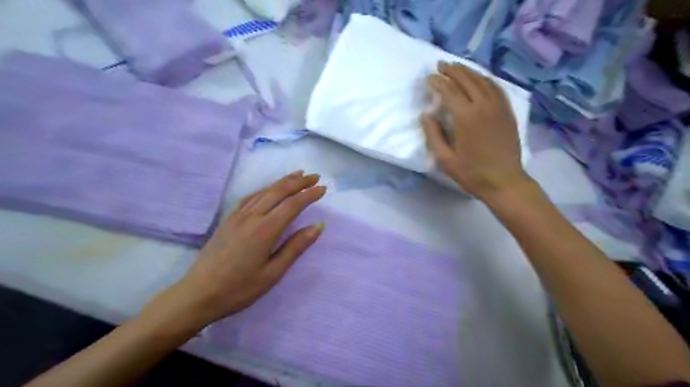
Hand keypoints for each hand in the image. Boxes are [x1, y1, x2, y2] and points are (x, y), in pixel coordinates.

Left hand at [143, 171, 326, 328]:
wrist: (197, 295)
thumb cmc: (240, 289)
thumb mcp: (273, 273)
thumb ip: (296, 247)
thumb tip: (318, 226)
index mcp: (265, 230)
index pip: (292, 205)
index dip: (309, 195)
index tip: (323, 188)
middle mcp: (251, 217)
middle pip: (278, 192)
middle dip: (298, 182)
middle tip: (314, 176)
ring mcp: (237, 216)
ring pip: (263, 191)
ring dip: (282, 181)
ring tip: (297, 175)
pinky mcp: (227, 220)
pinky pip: (250, 197)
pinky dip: (264, 189)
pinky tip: (268, 189)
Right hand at [421, 60, 528, 199]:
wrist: (504, 181)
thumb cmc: (471, 173)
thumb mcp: (445, 159)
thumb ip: (433, 134)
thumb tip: (426, 114)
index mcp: (465, 117)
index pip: (449, 91)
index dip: (437, 82)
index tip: (428, 78)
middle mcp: (483, 106)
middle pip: (466, 80)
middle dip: (452, 71)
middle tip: (440, 65)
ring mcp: (498, 107)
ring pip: (482, 80)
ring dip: (468, 71)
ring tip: (457, 66)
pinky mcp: (507, 112)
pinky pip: (496, 88)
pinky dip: (485, 79)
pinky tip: (479, 78)